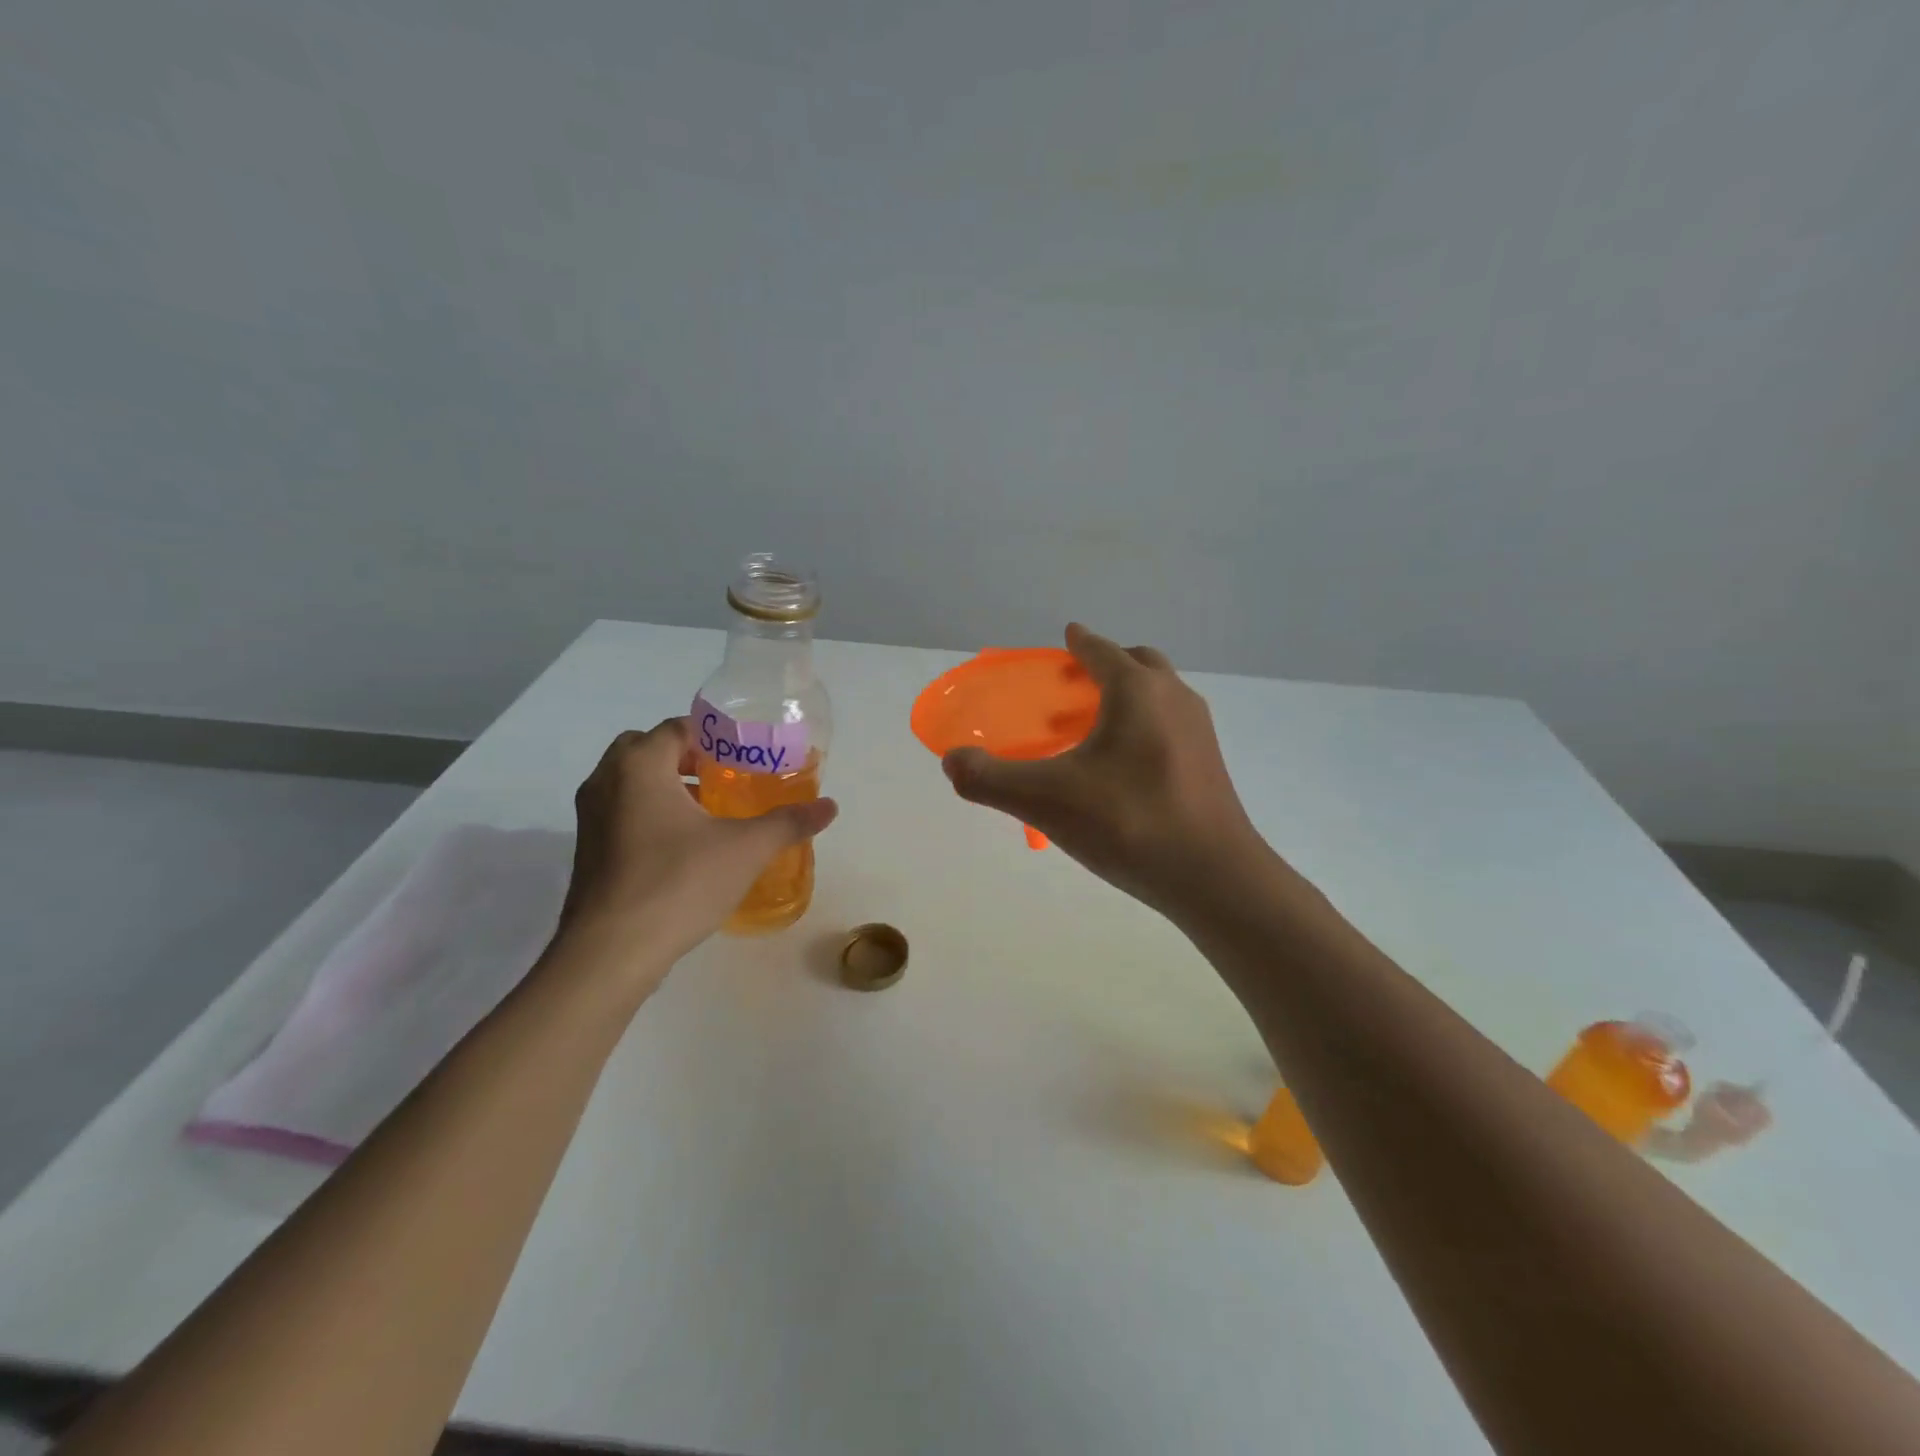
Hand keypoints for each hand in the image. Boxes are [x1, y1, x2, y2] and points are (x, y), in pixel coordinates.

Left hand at [557, 719, 838, 976]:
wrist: (610, 953)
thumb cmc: (678, 883)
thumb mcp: (746, 849)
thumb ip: (788, 822)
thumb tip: (830, 807)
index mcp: (639, 766)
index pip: (676, 728)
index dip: (713, 735)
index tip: (744, 753)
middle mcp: (606, 781)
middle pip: (646, 749)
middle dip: (685, 757)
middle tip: (725, 776)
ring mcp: (589, 818)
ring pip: (630, 783)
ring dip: (665, 786)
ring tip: (710, 810)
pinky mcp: (587, 851)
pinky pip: (621, 813)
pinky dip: (649, 813)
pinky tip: (684, 846)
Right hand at [941, 624, 1265, 915]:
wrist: (1213, 877)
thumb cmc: (1129, 822)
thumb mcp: (1046, 800)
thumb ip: (991, 779)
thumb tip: (951, 761)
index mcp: (1137, 691)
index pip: (1101, 651)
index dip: (1079, 643)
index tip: (1066, 637)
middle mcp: (1173, 698)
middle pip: (1138, 664)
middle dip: (1106, 667)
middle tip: (1073, 688)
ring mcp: (1198, 732)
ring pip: (1158, 697)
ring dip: (1126, 699)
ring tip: (1090, 731)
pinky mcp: (1209, 764)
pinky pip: (1169, 727)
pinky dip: (1143, 728)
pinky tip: (1120, 771)